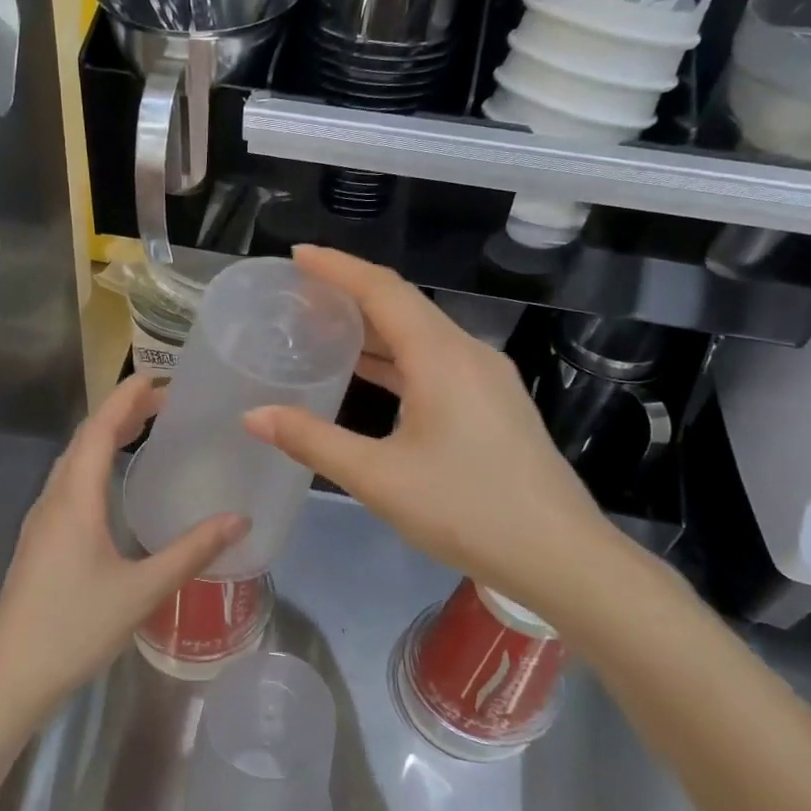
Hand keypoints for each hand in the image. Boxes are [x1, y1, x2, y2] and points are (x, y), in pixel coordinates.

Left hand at [0, 375, 246, 714]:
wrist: (11, 677)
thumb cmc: (75, 629)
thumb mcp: (142, 591)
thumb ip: (191, 552)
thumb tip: (238, 520)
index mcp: (74, 501)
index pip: (100, 431)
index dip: (126, 399)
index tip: (157, 377)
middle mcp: (52, 501)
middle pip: (84, 440)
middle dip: (120, 413)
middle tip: (162, 402)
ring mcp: (40, 522)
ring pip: (72, 463)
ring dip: (104, 439)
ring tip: (142, 431)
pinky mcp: (38, 542)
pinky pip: (68, 486)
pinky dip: (94, 465)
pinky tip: (113, 486)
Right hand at [244, 246, 614, 600]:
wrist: (556, 554)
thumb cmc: (465, 510)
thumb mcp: (378, 478)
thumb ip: (313, 441)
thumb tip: (254, 415)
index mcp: (442, 357)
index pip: (382, 290)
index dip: (337, 267)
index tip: (296, 256)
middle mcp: (468, 354)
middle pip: (404, 307)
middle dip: (351, 296)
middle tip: (300, 298)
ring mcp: (488, 379)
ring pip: (423, 336)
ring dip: (375, 330)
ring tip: (325, 331)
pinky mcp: (495, 405)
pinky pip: (438, 363)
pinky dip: (398, 360)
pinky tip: (372, 377)